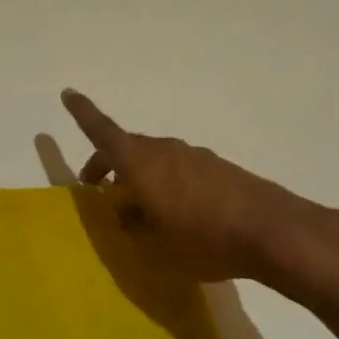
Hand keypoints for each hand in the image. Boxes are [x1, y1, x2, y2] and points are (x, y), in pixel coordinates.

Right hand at [61, 88, 314, 282]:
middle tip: (98, 191)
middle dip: (107, 165)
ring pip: (154, 160)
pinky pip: (179, 169)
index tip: (67, 93)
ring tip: (140, 213)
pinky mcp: (217, 168)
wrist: (271, 231)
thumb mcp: (155, 246)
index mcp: (140, 163)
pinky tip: (179, 215)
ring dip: (139, 177)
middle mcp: (164, 150)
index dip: (82, 112)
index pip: (102, 131)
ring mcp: (194, 156)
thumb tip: (128, 215)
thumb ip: (134, 226)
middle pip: (127, 148)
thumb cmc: (202, 239)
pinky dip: (166, 183)